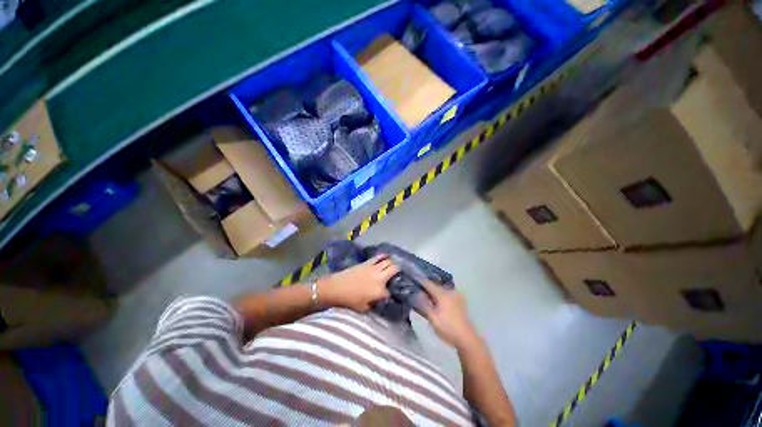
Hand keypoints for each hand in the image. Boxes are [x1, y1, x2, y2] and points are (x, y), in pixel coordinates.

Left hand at [318, 255, 397, 311]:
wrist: (336, 287)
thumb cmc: (349, 300)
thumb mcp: (364, 308)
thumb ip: (375, 305)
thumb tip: (380, 301)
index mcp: (380, 291)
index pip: (391, 292)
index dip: (393, 293)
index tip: (393, 294)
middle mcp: (380, 277)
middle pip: (394, 270)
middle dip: (398, 271)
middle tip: (398, 274)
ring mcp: (374, 268)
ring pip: (388, 261)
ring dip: (392, 263)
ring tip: (394, 265)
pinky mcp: (367, 262)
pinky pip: (378, 256)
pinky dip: (384, 255)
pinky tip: (387, 256)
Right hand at [415, 281, 477, 349]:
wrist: (466, 338)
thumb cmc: (447, 328)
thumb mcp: (432, 317)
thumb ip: (423, 304)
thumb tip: (417, 294)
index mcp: (443, 294)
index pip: (428, 283)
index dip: (420, 281)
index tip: (413, 278)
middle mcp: (450, 291)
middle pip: (435, 286)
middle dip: (427, 288)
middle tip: (418, 291)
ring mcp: (457, 296)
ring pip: (442, 290)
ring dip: (434, 292)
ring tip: (427, 297)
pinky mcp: (460, 301)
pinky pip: (447, 295)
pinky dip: (441, 296)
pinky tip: (437, 302)